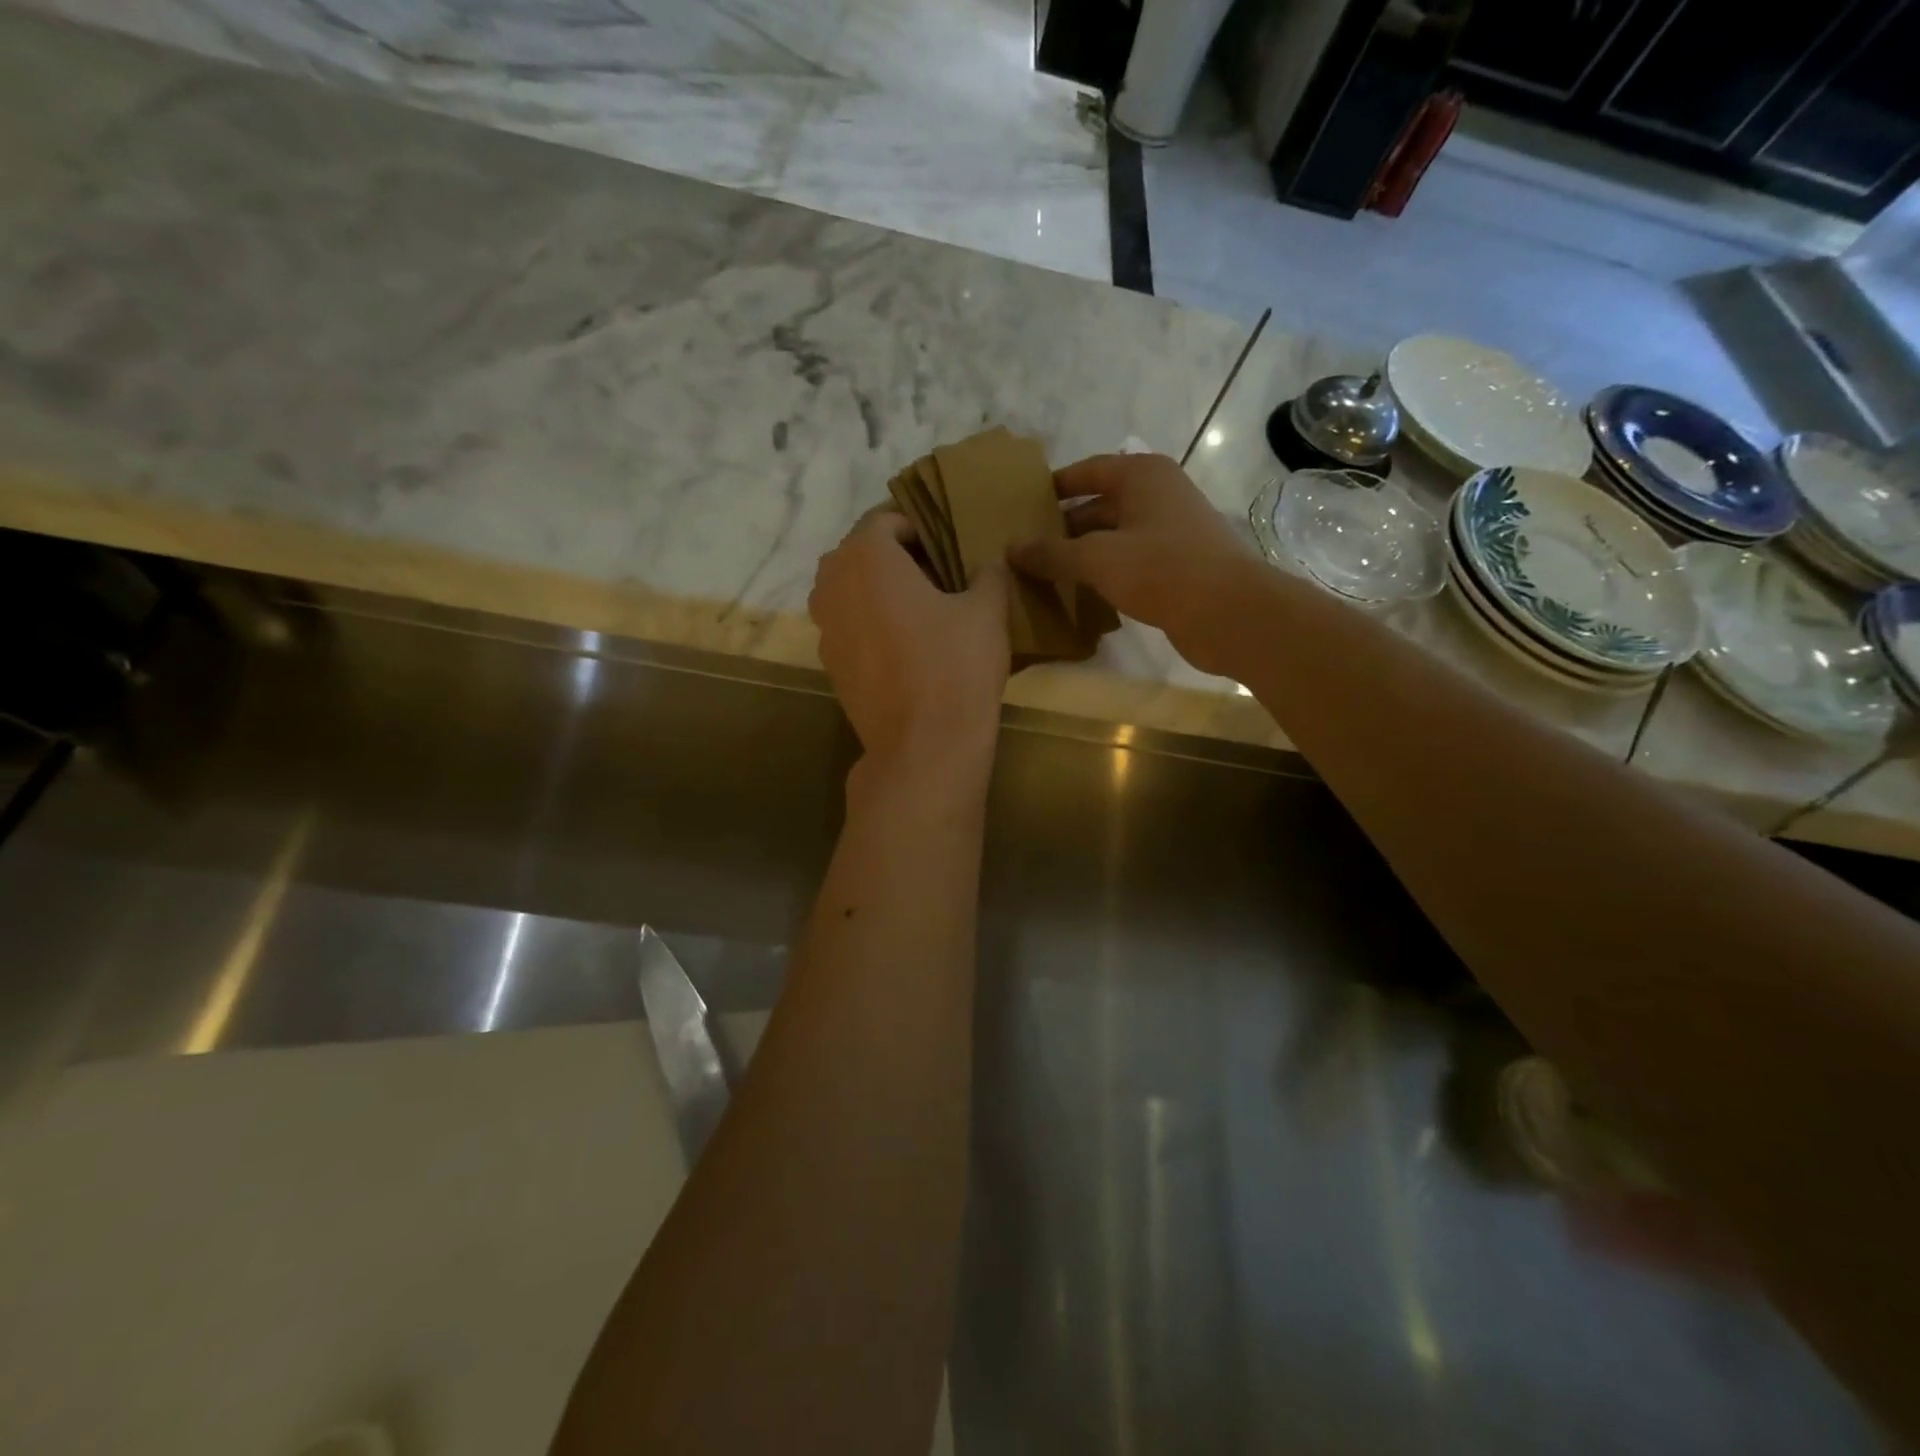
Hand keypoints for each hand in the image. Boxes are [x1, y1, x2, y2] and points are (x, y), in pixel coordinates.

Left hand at [809, 509, 1010, 773]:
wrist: (923, 746)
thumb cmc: (955, 666)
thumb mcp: (987, 610)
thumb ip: (988, 573)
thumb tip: (988, 563)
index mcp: (865, 556)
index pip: (886, 519)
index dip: (919, 526)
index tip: (948, 544)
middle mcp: (831, 583)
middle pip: (862, 553)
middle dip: (897, 556)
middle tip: (938, 573)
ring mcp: (824, 627)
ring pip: (851, 590)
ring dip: (881, 590)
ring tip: (922, 609)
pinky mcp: (829, 663)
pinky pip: (849, 625)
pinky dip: (871, 623)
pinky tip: (906, 645)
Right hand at [1008, 453, 1261, 670]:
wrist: (1228, 612)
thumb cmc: (1161, 568)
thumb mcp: (1096, 558)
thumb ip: (1052, 553)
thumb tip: (1011, 549)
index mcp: (1142, 475)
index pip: (1087, 471)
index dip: (1055, 487)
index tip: (1023, 505)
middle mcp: (1158, 495)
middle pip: (1100, 505)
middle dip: (1064, 526)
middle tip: (1026, 548)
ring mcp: (1171, 531)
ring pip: (1114, 537)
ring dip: (1083, 554)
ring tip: (1044, 573)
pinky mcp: (1178, 565)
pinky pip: (1130, 562)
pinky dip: (1105, 573)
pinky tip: (1080, 594)